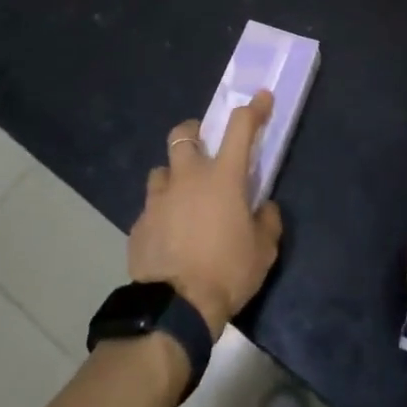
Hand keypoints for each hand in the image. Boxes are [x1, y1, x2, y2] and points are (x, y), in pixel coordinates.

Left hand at [129, 92, 283, 339]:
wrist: (175, 308)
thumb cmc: (227, 272)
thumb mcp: (263, 251)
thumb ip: (267, 221)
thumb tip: (263, 207)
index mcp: (222, 177)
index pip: (240, 128)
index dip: (254, 109)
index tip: (262, 98)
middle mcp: (187, 178)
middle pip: (183, 134)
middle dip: (194, 133)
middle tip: (204, 148)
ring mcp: (158, 199)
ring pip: (161, 170)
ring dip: (173, 176)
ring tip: (183, 198)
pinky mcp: (139, 223)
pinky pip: (151, 207)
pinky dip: (162, 212)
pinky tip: (169, 234)